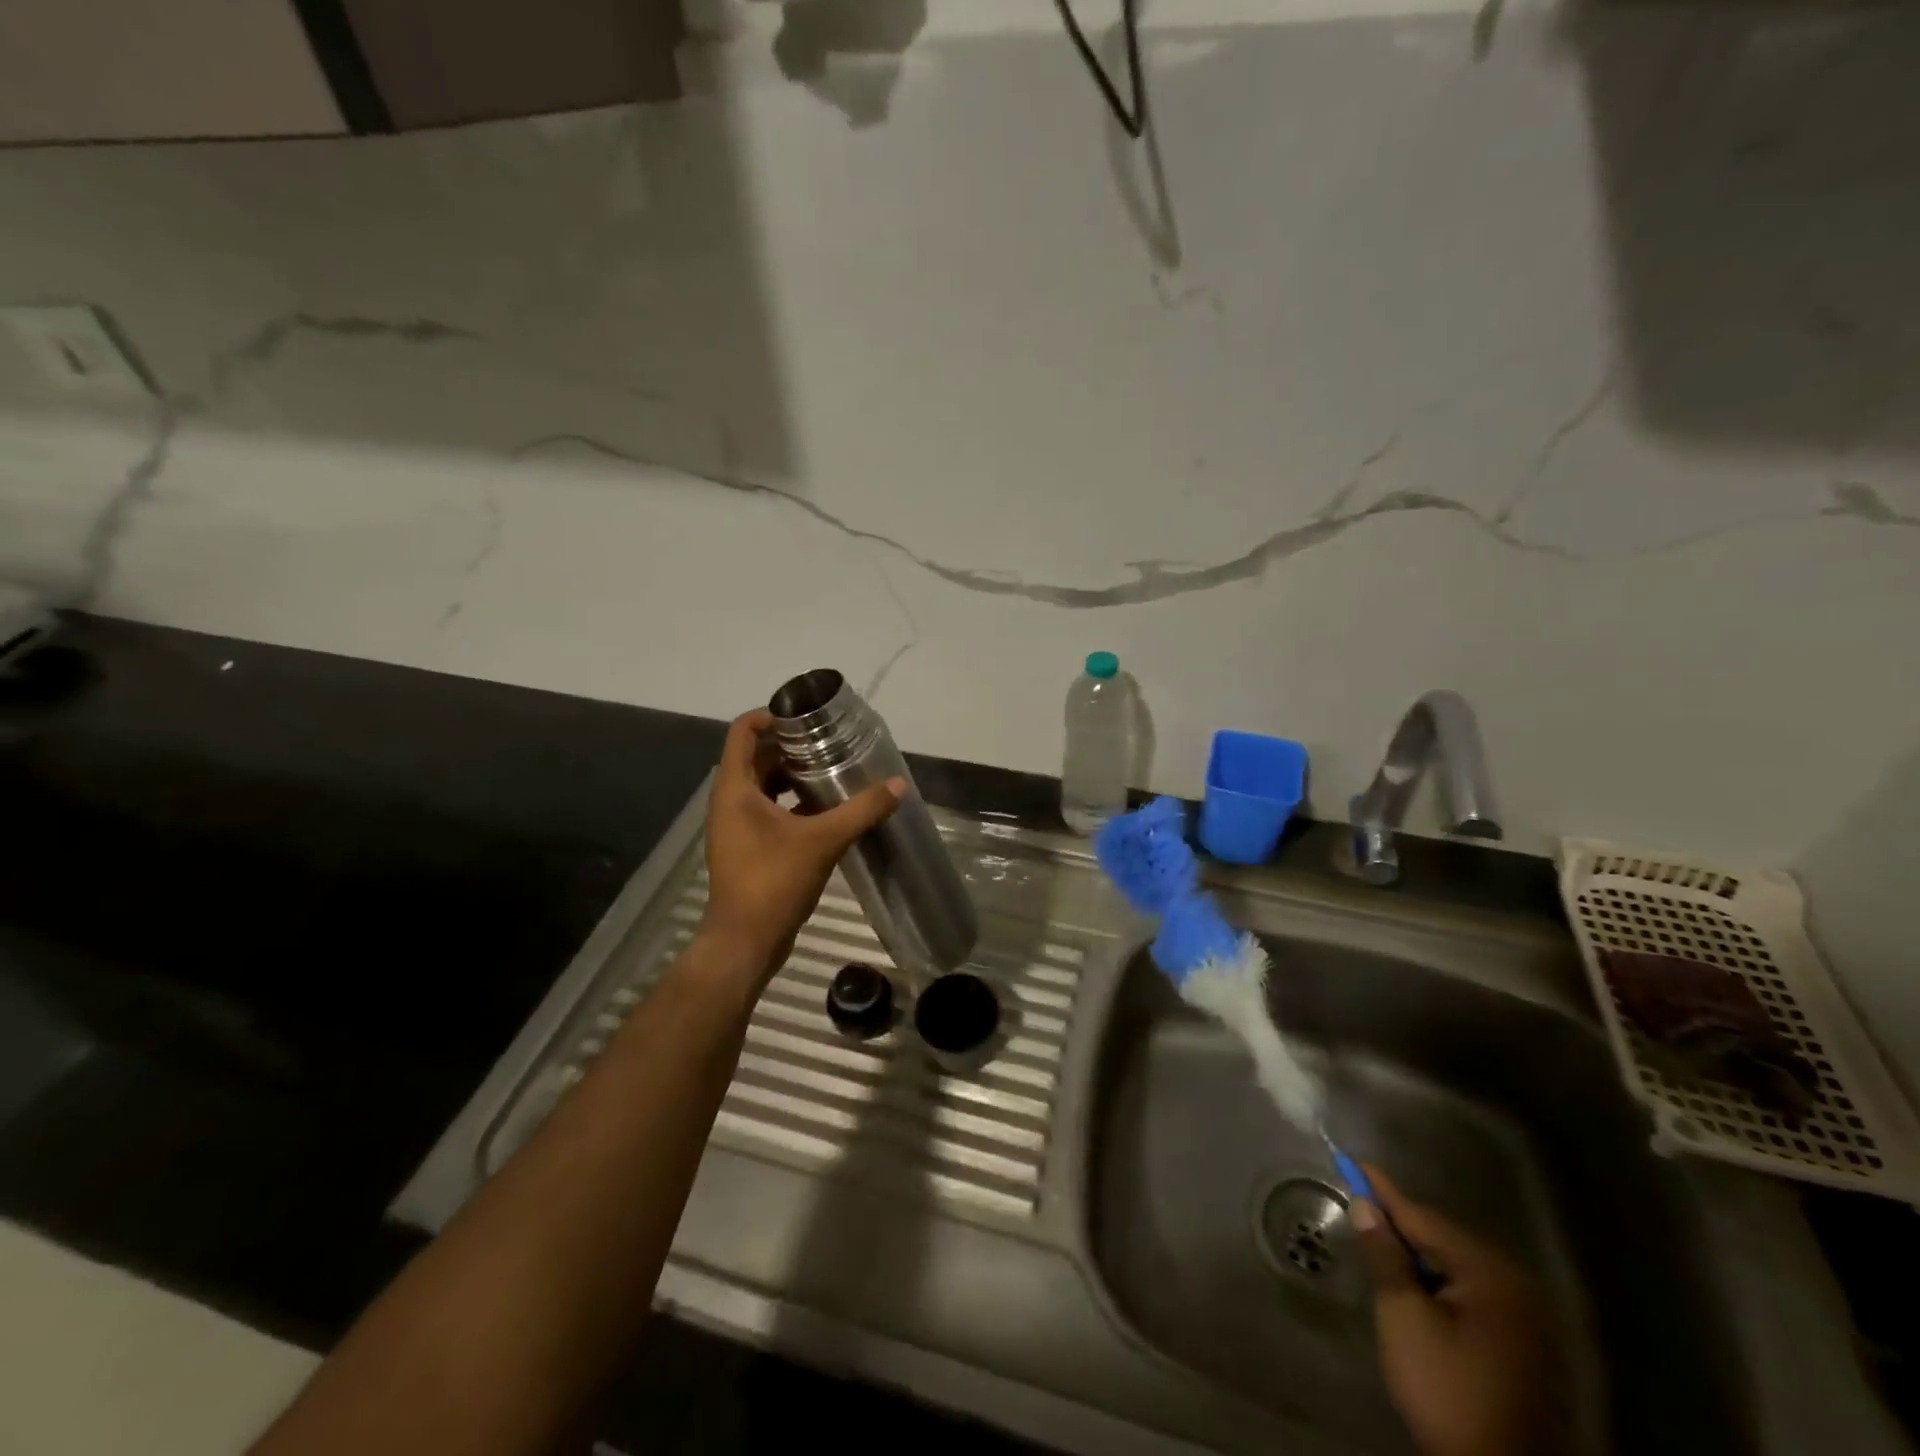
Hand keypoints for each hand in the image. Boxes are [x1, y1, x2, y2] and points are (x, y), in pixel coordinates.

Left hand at [698, 709, 903, 985]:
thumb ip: (862, 810)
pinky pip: (769, 811)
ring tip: (833, 772)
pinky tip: (827, 810)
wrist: (745, 942)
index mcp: (735, 788)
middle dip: (792, 747)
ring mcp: (737, 826)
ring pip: (764, 786)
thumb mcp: (823, 840)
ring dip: (794, 776)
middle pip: (757, 756)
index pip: (744, 731)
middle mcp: (730, 800)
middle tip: (831, 743)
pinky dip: (794, 804)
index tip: (808, 718)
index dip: (773, 715)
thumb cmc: (773, 881)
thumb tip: (899, 786)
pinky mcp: (747, 847)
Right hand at [1352, 1165, 1558, 1455]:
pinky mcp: (1521, 1345)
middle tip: (1360, 1208)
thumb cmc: (1446, 1389)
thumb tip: (1364, 1206)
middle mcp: (1516, 1287)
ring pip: (1456, 1267)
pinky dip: (1438, 1282)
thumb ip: (1384, 1255)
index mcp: (1491, 1275)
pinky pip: (1470, 1292)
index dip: (1384, 1192)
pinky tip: (1415, 1286)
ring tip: (1381, 1245)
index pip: (1424, 1219)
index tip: (1354, 1162)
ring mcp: (1524, 1319)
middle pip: (1443, 1240)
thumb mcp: (1403, 1316)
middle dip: (1401, 1226)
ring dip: (1418, 1256)